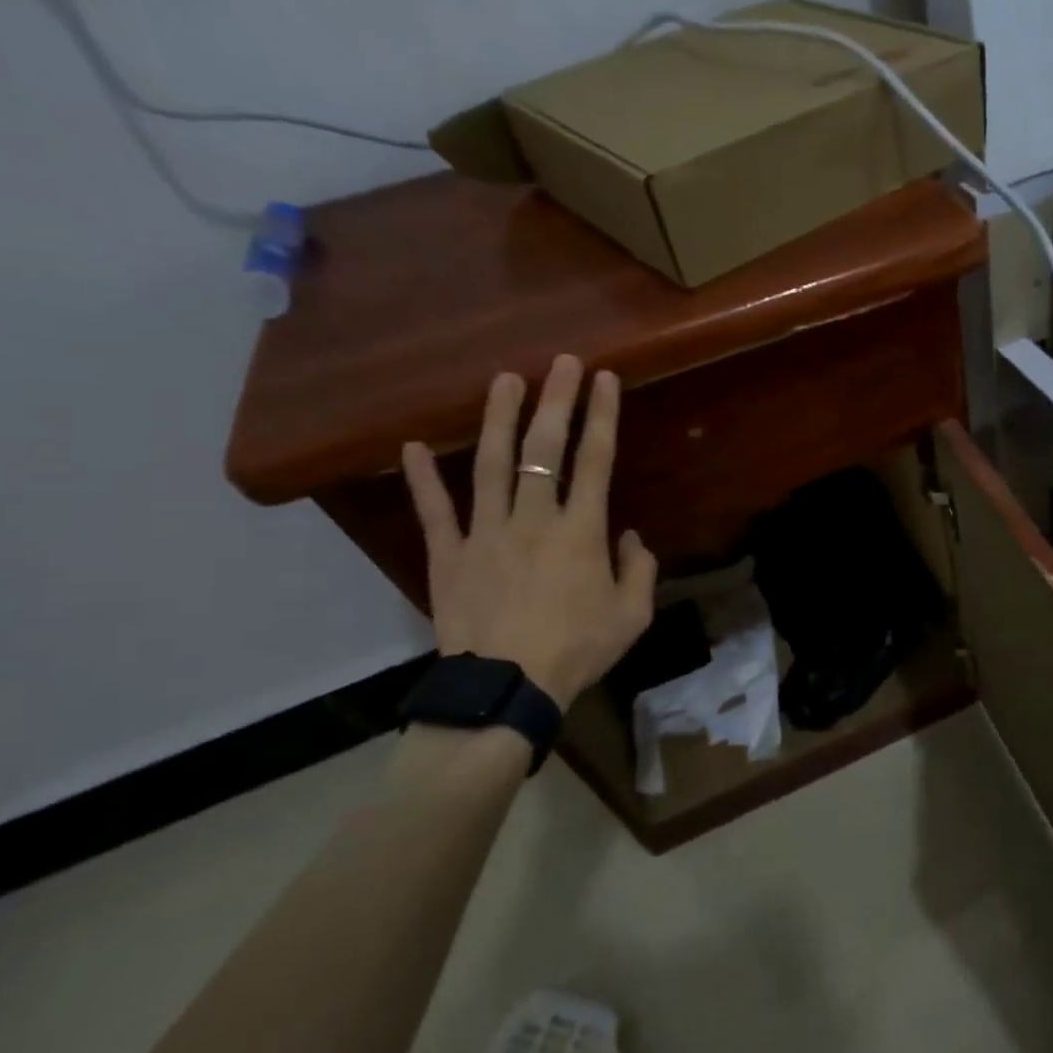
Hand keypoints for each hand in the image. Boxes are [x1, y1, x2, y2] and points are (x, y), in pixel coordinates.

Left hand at [402, 354, 657, 709]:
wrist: (506, 689)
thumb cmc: (578, 650)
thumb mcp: (632, 615)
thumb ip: (640, 569)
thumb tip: (630, 537)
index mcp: (581, 532)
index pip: (595, 461)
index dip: (602, 416)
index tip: (605, 379)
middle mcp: (534, 519)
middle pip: (544, 450)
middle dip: (555, 401)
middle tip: (561, 362)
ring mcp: (485, 533)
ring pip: (491, 466)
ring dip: (499, 420)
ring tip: (504, 381)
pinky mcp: (448, 555)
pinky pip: (434, 511)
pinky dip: (422, 478)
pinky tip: (412, 445)